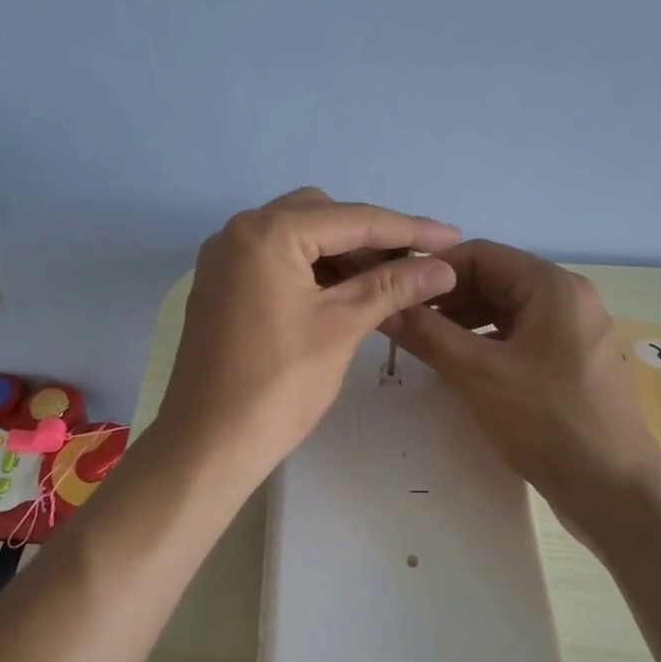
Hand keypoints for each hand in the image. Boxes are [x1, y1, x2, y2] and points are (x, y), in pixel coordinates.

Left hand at [156, 189, 461, 492]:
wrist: (208, 445)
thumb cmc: (278, 385)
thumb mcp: (341, 327)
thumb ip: (392, 286)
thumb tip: (443, 266)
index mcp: (266, 233)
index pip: (351, 219)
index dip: (407, 228)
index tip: (452, 236)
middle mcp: (239, 232)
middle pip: (321, 216)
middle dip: (371, 237)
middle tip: (414, 264)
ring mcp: (225, 259)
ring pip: (298, 237)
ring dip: (342, 253)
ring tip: (388, 281)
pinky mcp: (222, 286)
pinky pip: (277, 260)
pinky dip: (313, 269)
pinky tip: (346, 292)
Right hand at [386, 240, 660, 548]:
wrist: (614, 490)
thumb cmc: (547, 421)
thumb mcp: (478, 374)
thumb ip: (427, 334)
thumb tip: (384, 306)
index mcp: (552, 286)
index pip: (481, 254)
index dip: (434, 270)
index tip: (397, 293)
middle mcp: (568, 297)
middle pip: (495, 279)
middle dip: (448, 297)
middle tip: (406, 322)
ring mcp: (574, 330)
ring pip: (507, 309)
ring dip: (464, 321)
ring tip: (427, 344)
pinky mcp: (572, 361)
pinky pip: (521, 335)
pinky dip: (487, 342)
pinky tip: (462, 365)